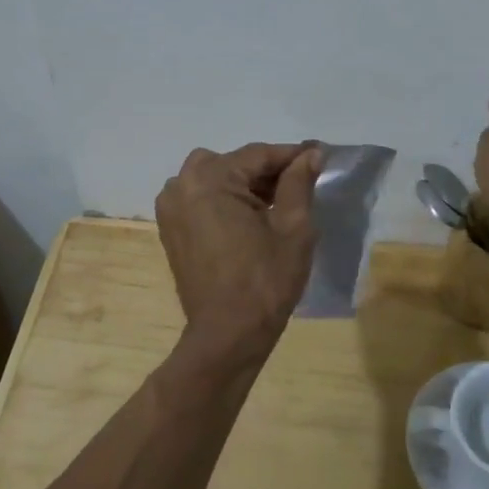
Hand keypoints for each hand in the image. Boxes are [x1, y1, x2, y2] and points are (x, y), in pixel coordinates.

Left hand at [156, 142, 321, 351]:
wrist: (227, 334)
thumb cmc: (265, 281)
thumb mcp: (293, 228)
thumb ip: (299, 183)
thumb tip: (311, 154)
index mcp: (209, 180)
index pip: (258, 154)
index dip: (291, 156)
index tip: (319, 156)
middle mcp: (181, 184)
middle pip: (233, 163)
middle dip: (266, 171)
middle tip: (298, 186)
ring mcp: (170, 207)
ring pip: (214, 177)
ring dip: (243, 184)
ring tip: (274, 205)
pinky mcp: (170, 228)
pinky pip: (200, 198)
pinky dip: (223, 200)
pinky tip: (248, 219)